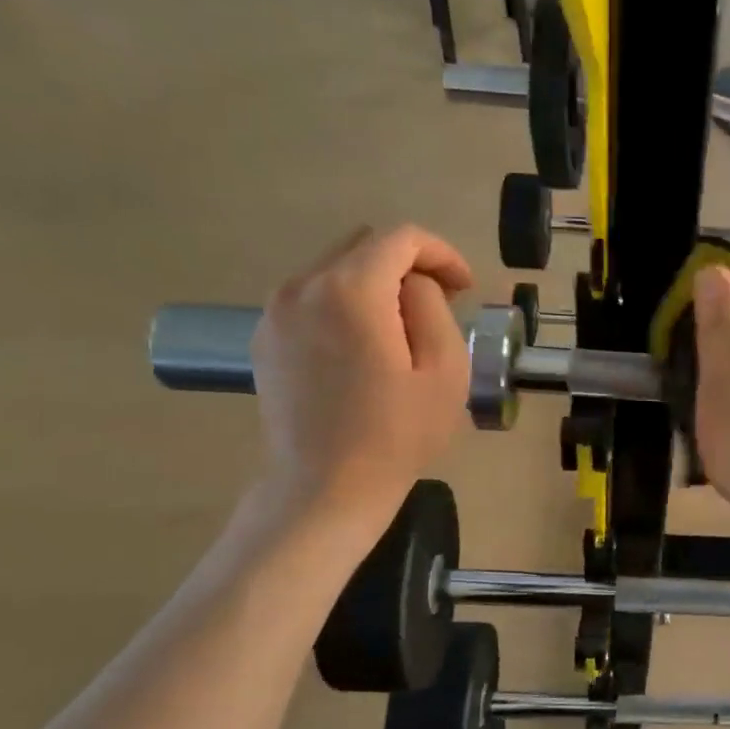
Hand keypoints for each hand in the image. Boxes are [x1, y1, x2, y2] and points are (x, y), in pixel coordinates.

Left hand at [250, 226, 473, 533]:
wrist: (324, 490)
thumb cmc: (396, 434)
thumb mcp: (444, 368)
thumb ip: (432, 305)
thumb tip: (413, 284)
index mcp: (350, 290)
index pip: (401, 238)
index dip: (442, 254)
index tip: (465, 289)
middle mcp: (302, 287)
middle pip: (364, 245)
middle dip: (409, 264)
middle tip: (439, 305)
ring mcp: (275, 312)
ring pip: (336, 269)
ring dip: (376, 284)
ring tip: (402, 329)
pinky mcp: (265, 338)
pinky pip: (312, 297)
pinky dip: (345, 304)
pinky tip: (364, 346)